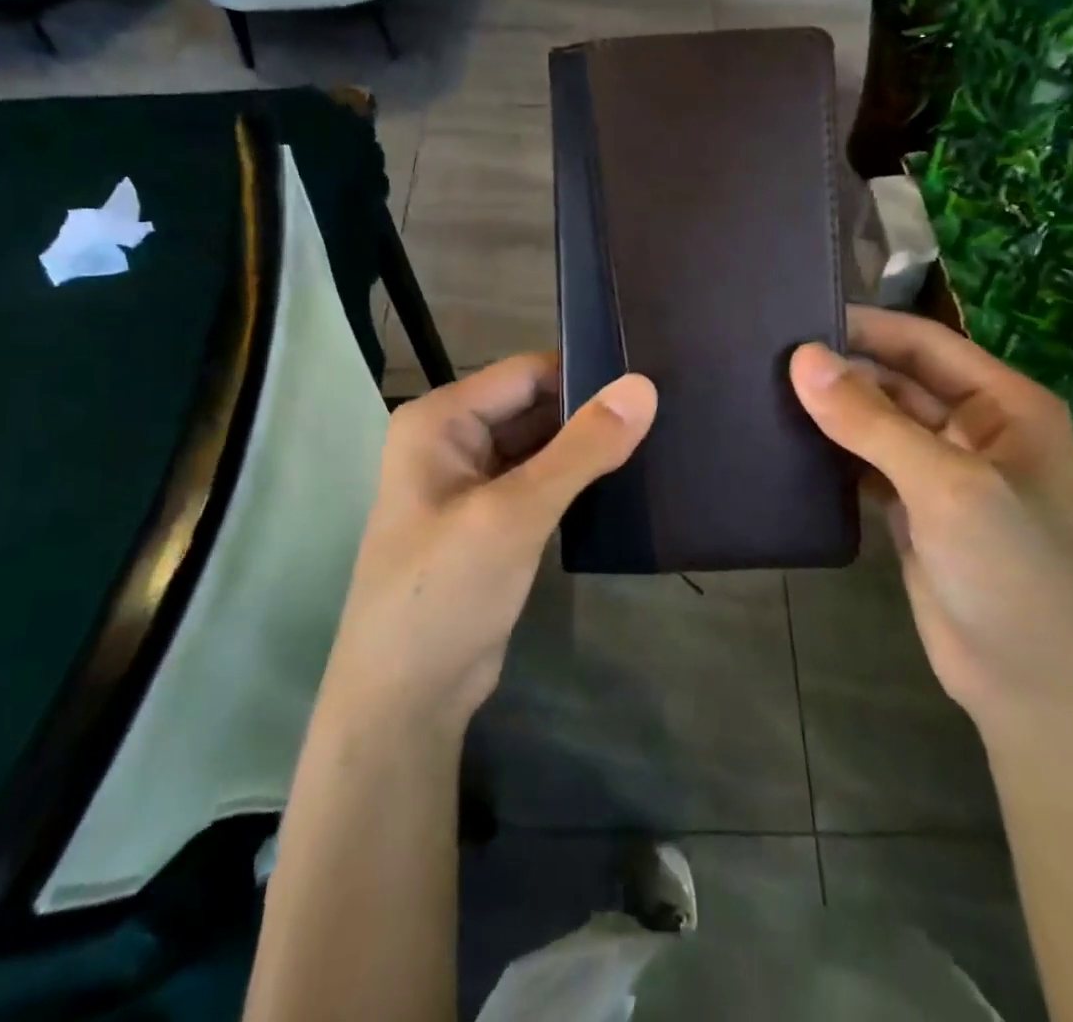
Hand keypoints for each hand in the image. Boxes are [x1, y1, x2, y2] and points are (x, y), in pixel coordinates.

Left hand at [319, 353, 657, 738]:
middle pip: (534, 406)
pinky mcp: (493, 519)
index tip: (650, 378)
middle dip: (590, 411)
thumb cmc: (445, 592)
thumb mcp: (515, 514)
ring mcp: (472, 482)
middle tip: (666, 409)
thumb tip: (643, 386)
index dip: (584, 372)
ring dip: (587, 446)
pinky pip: (541, 481)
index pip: (525, 374)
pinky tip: (626, 480)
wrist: (406, 699)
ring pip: (541, 445)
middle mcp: (452, 440)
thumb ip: (581, 449)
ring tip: (659, 437)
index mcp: (441, 420)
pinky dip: (577, 479)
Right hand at [789, 306, 1072, 745]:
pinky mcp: (913, 511)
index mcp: (1004, 404)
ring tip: (762, 392)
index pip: (923, 342)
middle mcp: (974, 429)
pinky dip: (832, 453)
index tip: (793, 317)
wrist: (1038, 695)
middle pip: (896, 380)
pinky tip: (786, 444)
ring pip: (877, 423)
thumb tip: (801, 358)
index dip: (863, 327)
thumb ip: (872, 421)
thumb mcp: (947, 486)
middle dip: (840, 370)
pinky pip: (865, 464)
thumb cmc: (1014, 573)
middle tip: (762, 359)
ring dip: (832, 411)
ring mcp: (942, 473)